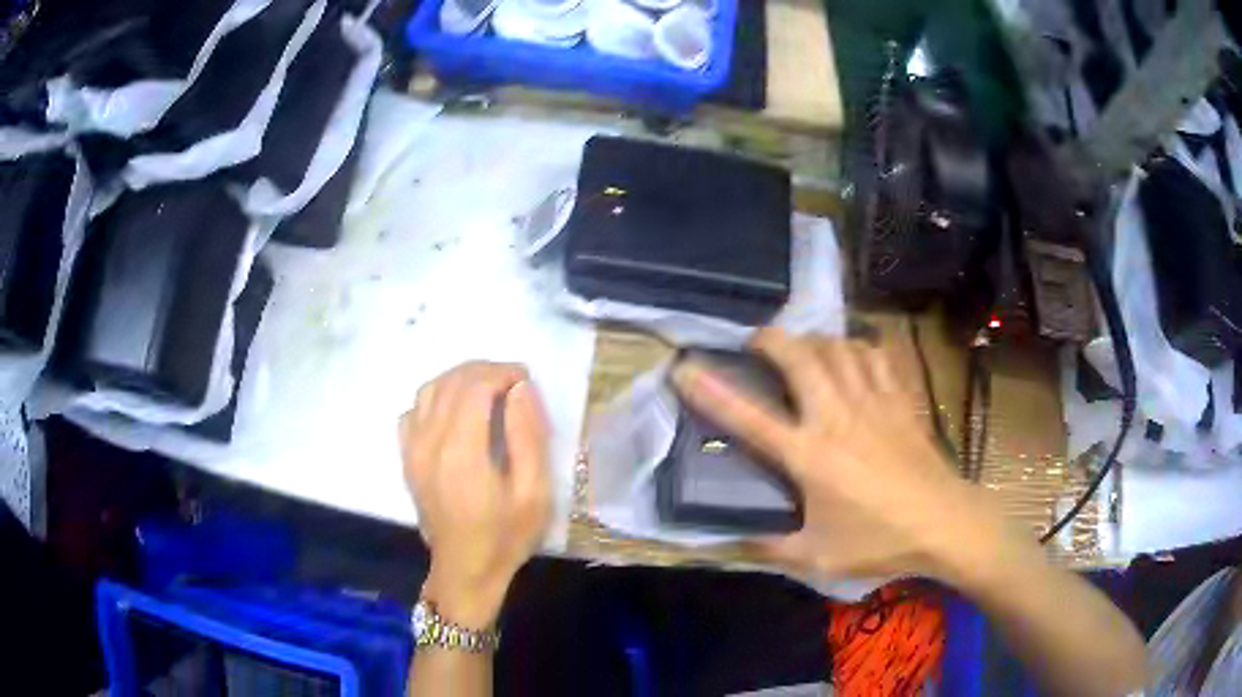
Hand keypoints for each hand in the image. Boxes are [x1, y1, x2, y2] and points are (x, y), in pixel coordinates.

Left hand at [399, 362, 551, 626]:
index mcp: (462, 452)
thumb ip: (528, 436)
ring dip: (459, 379)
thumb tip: (519, 390)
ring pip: (428, 390)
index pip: (475, 386)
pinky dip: (434, 398)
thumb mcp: (534, 493)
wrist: (465, 569)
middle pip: (451, 382)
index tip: (525, 379)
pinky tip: (454, 411)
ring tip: (487, 388)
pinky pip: (412, 411)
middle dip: (484, 371)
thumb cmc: (506, 535)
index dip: (502, 373)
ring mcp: (412, 450)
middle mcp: (429, 443)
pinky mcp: (406, 458)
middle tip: (512, 381)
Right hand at [672, 328, 989, 583]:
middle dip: (770, 339)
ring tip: (802, 349)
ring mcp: (872, 401)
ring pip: (837, 346)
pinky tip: (852, 357)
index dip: (711, 389)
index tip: (685, 368)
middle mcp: (837, 416)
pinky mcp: (899, 399)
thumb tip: (728, 542)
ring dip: (813, 340)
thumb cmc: (880, 541)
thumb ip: (769, 546)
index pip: (750, 416)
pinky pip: (875, 355)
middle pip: (799, 356)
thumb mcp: (818, 557)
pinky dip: (857, 347)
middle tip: (756, 344)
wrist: (943, 522)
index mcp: (810, 455)